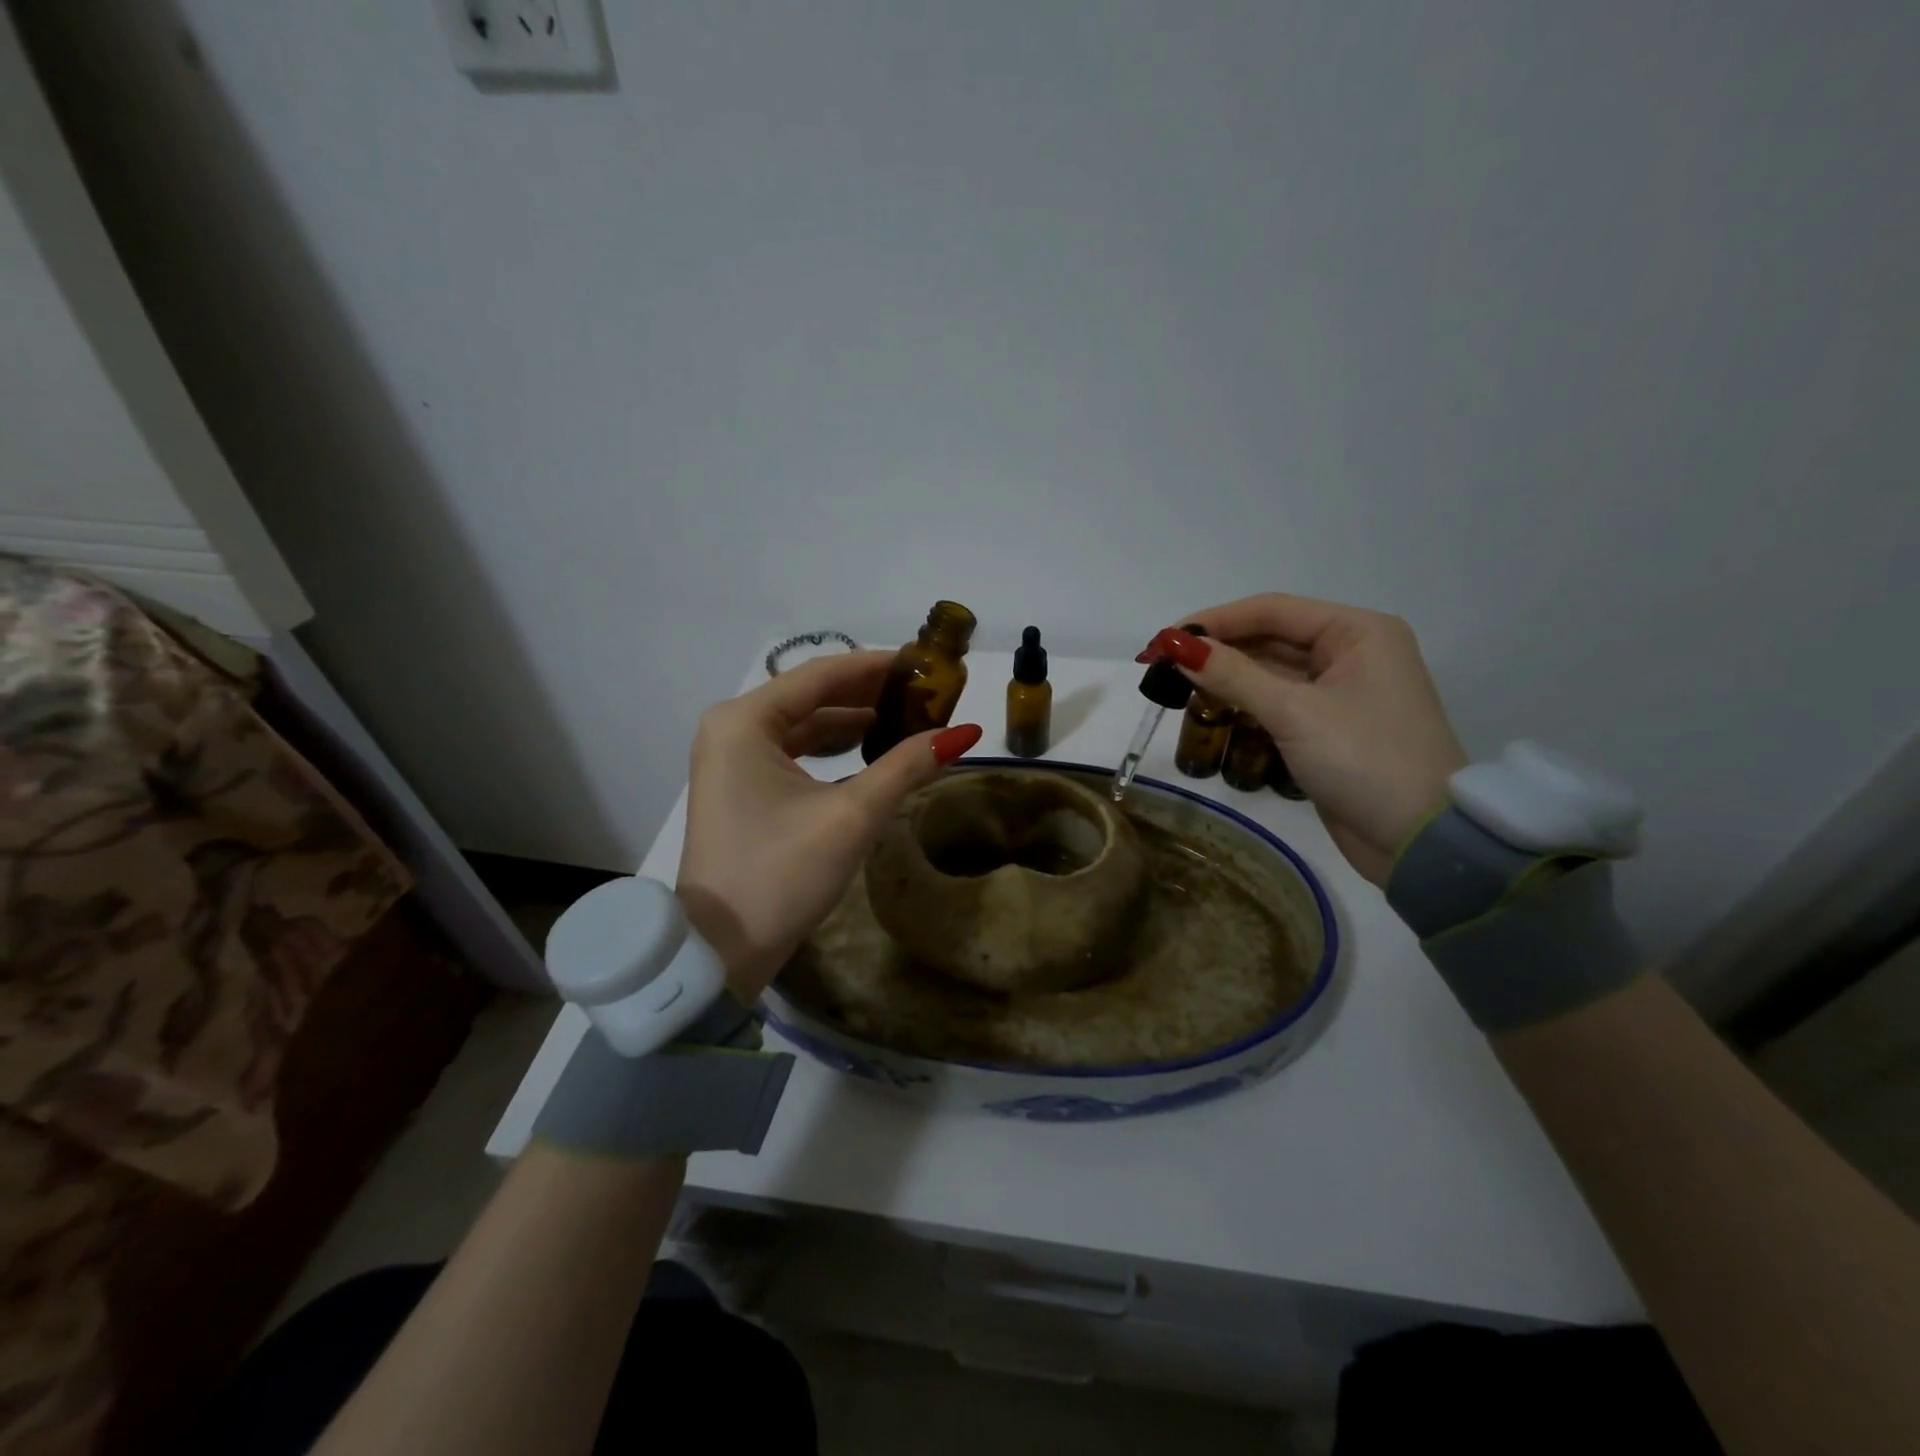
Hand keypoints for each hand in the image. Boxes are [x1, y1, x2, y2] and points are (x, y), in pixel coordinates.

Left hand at [676, 651, 981, 999]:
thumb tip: (964, 734)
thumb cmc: (782, 873)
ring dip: (850, 721)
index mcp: (745, 721)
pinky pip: (790, 751)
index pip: (821, 675)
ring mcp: (730, 758)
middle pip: (810, 695)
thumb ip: (906, 766)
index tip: (923, 662)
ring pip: (801, 724)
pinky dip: (829, 748)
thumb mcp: (851, 816)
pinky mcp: (738, 786)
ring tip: (906, 717)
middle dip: (867, 693)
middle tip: (922, 691)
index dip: (876, 666)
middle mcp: (731, 728)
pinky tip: (868, 749)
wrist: (720, 949)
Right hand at [1138, 594, 1465, 885]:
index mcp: (1358, 632)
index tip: (1164, 639)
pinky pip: (1279, 701)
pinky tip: (1212, 706)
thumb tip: (1176, 646)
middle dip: (1218, 649)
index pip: (1272, 610)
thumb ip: (1233, 675)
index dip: (1214, 620)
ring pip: (1272, 670)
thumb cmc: (1363, 760)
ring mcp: (1342, 691)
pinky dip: (1246, 701)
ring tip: (1177, 684)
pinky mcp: (1330, 726)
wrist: (1420, 841)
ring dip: (1228, 676)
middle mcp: (1353, 652)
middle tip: (1162, 664)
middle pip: (1271, 637)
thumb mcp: (1294, 713)